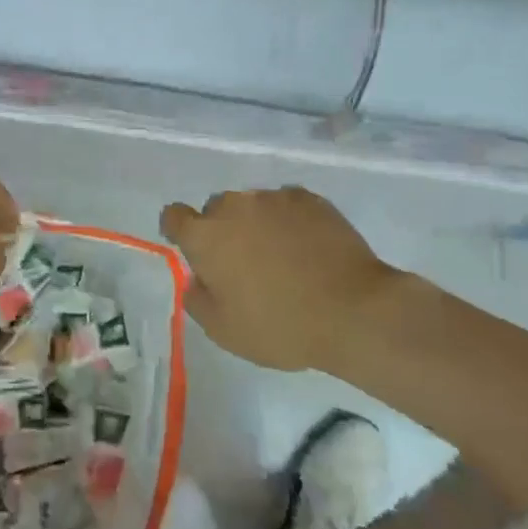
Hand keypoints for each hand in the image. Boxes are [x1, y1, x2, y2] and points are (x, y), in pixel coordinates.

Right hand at [160, 187, 416, 372]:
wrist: (354, 312)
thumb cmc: (280, 326)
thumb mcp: (223, 330)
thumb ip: (197, 298)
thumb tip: (198, 279)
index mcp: (205, 236)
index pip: (173, 216)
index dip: (179, 232)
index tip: (197, 253)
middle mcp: (234, 206)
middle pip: (216, 210)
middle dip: (224, 231)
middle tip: (245, 266)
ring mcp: (274, 198)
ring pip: (253, 206)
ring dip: (257, 225)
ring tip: (284, 258)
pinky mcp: (310, 199)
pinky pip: (287, 206)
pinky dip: (290, 222)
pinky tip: (309, 249)